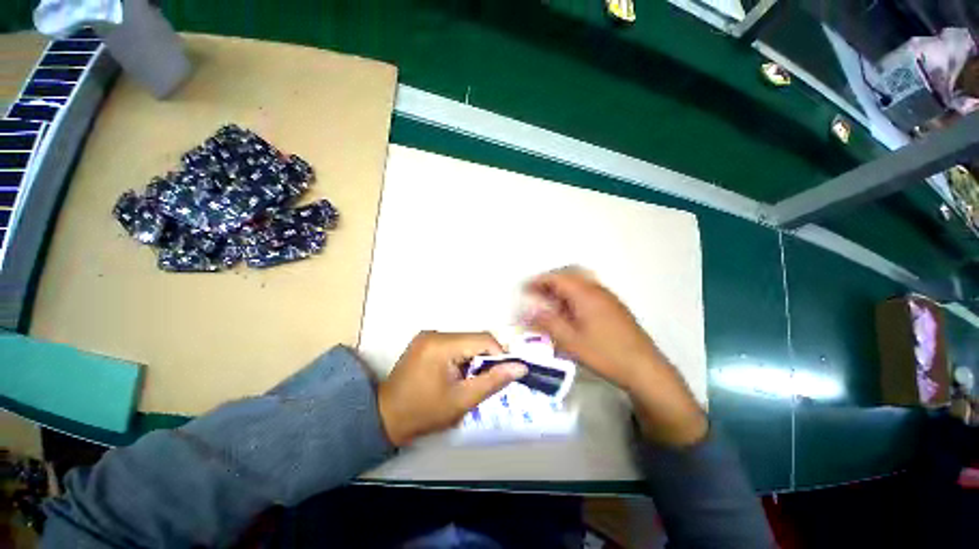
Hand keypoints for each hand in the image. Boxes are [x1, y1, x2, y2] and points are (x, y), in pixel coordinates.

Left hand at [378, 331, 527, 446]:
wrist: (385, 417)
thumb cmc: (424, 413)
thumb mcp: (462, 401)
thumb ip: (493, 381)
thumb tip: (520, 367)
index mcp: (442, 345)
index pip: (483, 339)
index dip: (499, 355)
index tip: (503, 374)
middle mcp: (435, 333)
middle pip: (474, 338)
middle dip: (485, 357)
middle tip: (485, 380)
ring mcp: (428, 335)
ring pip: (465, 340)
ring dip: (473, 357)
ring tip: (469, 379)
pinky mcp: (425, 341)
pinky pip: (453, 343)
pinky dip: (461, 355)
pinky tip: (456, 373)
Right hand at [524, 267, 706, 446]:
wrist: (645, 368)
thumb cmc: (605, 353)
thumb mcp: (570, 341)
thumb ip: (546, 322)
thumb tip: (526, 311)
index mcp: (584, 294)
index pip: (556, 278)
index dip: (538, 281)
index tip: (524, 289)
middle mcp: (596, 290)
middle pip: (568, 277)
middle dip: (549, 283)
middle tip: (536, 295)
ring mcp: (607, 297)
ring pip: (579, 284)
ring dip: (562, 290)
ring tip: (550, 305)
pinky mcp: (614, 307)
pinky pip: (588, 293)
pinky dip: (573, 297)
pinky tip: (571, 314)